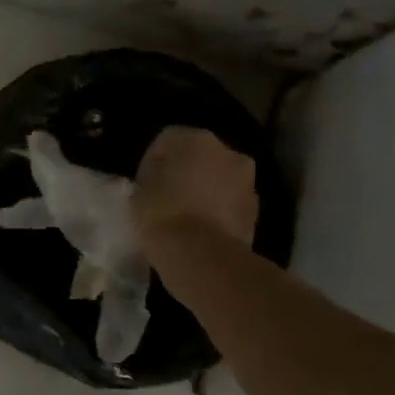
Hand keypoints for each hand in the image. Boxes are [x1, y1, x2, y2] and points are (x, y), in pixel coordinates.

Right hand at [132, 127, 257, 255]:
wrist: (202, 256)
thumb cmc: (162, 215)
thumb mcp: (137, 192)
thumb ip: (151, 177)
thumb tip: (159, 180)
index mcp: (195, 138)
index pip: (167, 141)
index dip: (153, 164)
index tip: (144, 187)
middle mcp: (227, 151)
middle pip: (200, 158)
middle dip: (187, 173)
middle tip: (168, 199)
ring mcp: (246, 181)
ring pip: (220, 180)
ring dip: (207, 192)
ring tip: (187, 219)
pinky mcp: (256, 210)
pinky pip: (231, 204)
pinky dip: (220, 212)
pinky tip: (204, 232)